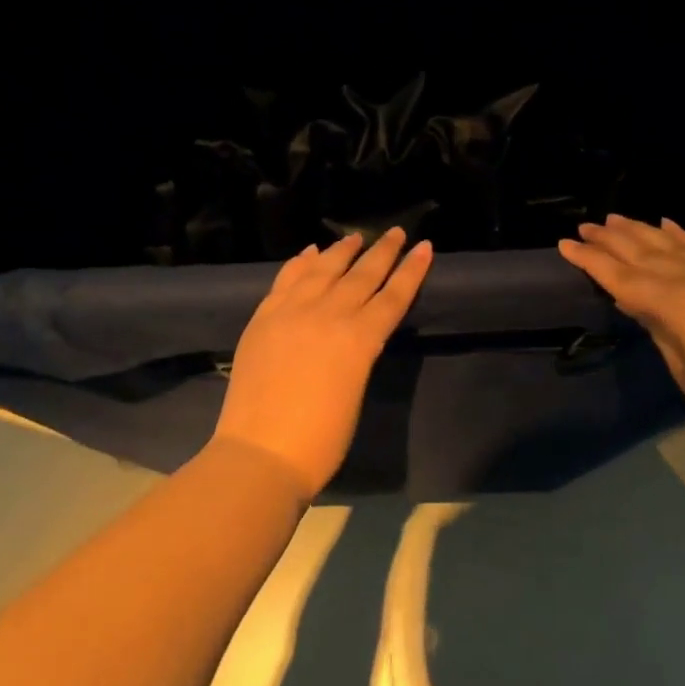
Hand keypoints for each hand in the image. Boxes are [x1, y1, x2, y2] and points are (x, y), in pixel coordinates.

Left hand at [213, 228, 434, 500]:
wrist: (260, 454)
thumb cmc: (320, 441)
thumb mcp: (354, 392)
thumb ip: (357, 354)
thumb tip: (355, 334)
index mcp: (359, 340)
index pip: (392, 297)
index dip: (411, 271)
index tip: (424, 247)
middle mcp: (328, 315)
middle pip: (361, 275)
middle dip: (382, 252)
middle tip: (395, 231)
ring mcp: (291, 312)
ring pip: (323, 269)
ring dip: (341, 251)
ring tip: (355, 237)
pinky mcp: (264, 317)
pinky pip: (286, 279)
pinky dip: (300, 263)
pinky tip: (310, 253)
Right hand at [558, 215, 684, 455]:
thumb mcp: (683, 367)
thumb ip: (658, 326)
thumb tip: (636, 301)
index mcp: (678, 303)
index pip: (623, 277)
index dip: (592, 261)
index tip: (565, 244)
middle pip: (646, 253)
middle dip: (612, 239)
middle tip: (585, 227)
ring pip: (674, 245)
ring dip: (642, 231)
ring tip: (615, 219)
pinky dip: (682, 236)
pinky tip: (666, 224)